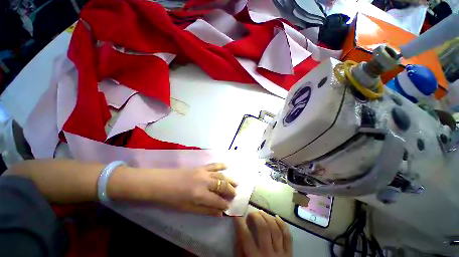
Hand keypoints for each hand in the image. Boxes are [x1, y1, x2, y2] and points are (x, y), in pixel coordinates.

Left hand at [150, 163, 237, 215]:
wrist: (161, 183)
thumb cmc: (172, 199)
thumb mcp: (188, 208)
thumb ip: (205, 210)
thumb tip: (219, 213)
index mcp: (200, 194)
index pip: (217, 200)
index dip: (224, 204)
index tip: (229, 207)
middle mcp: (204, 181)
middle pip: (222, 185)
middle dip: (230, 190)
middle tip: (235, 194)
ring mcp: (203, 172)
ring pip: (220, 175)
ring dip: (229, 179)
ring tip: (236, 183)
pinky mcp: (200, 167)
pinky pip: (213, 165)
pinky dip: (221, 165)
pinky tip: (227, 165)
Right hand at [234, 211, 291, 256]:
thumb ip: (240, 250)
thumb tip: (238, 231)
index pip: (246, 236)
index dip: (240, 222)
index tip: (237, 214)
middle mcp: (268, 254)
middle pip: (263, 228)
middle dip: (256, 216)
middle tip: (251, 213)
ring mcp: (281, 253)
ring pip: (275, 229)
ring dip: (267, 217)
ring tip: (261, 212)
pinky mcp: (289, 254)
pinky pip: (287, 236)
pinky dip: (283, 224)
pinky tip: (277, 217)